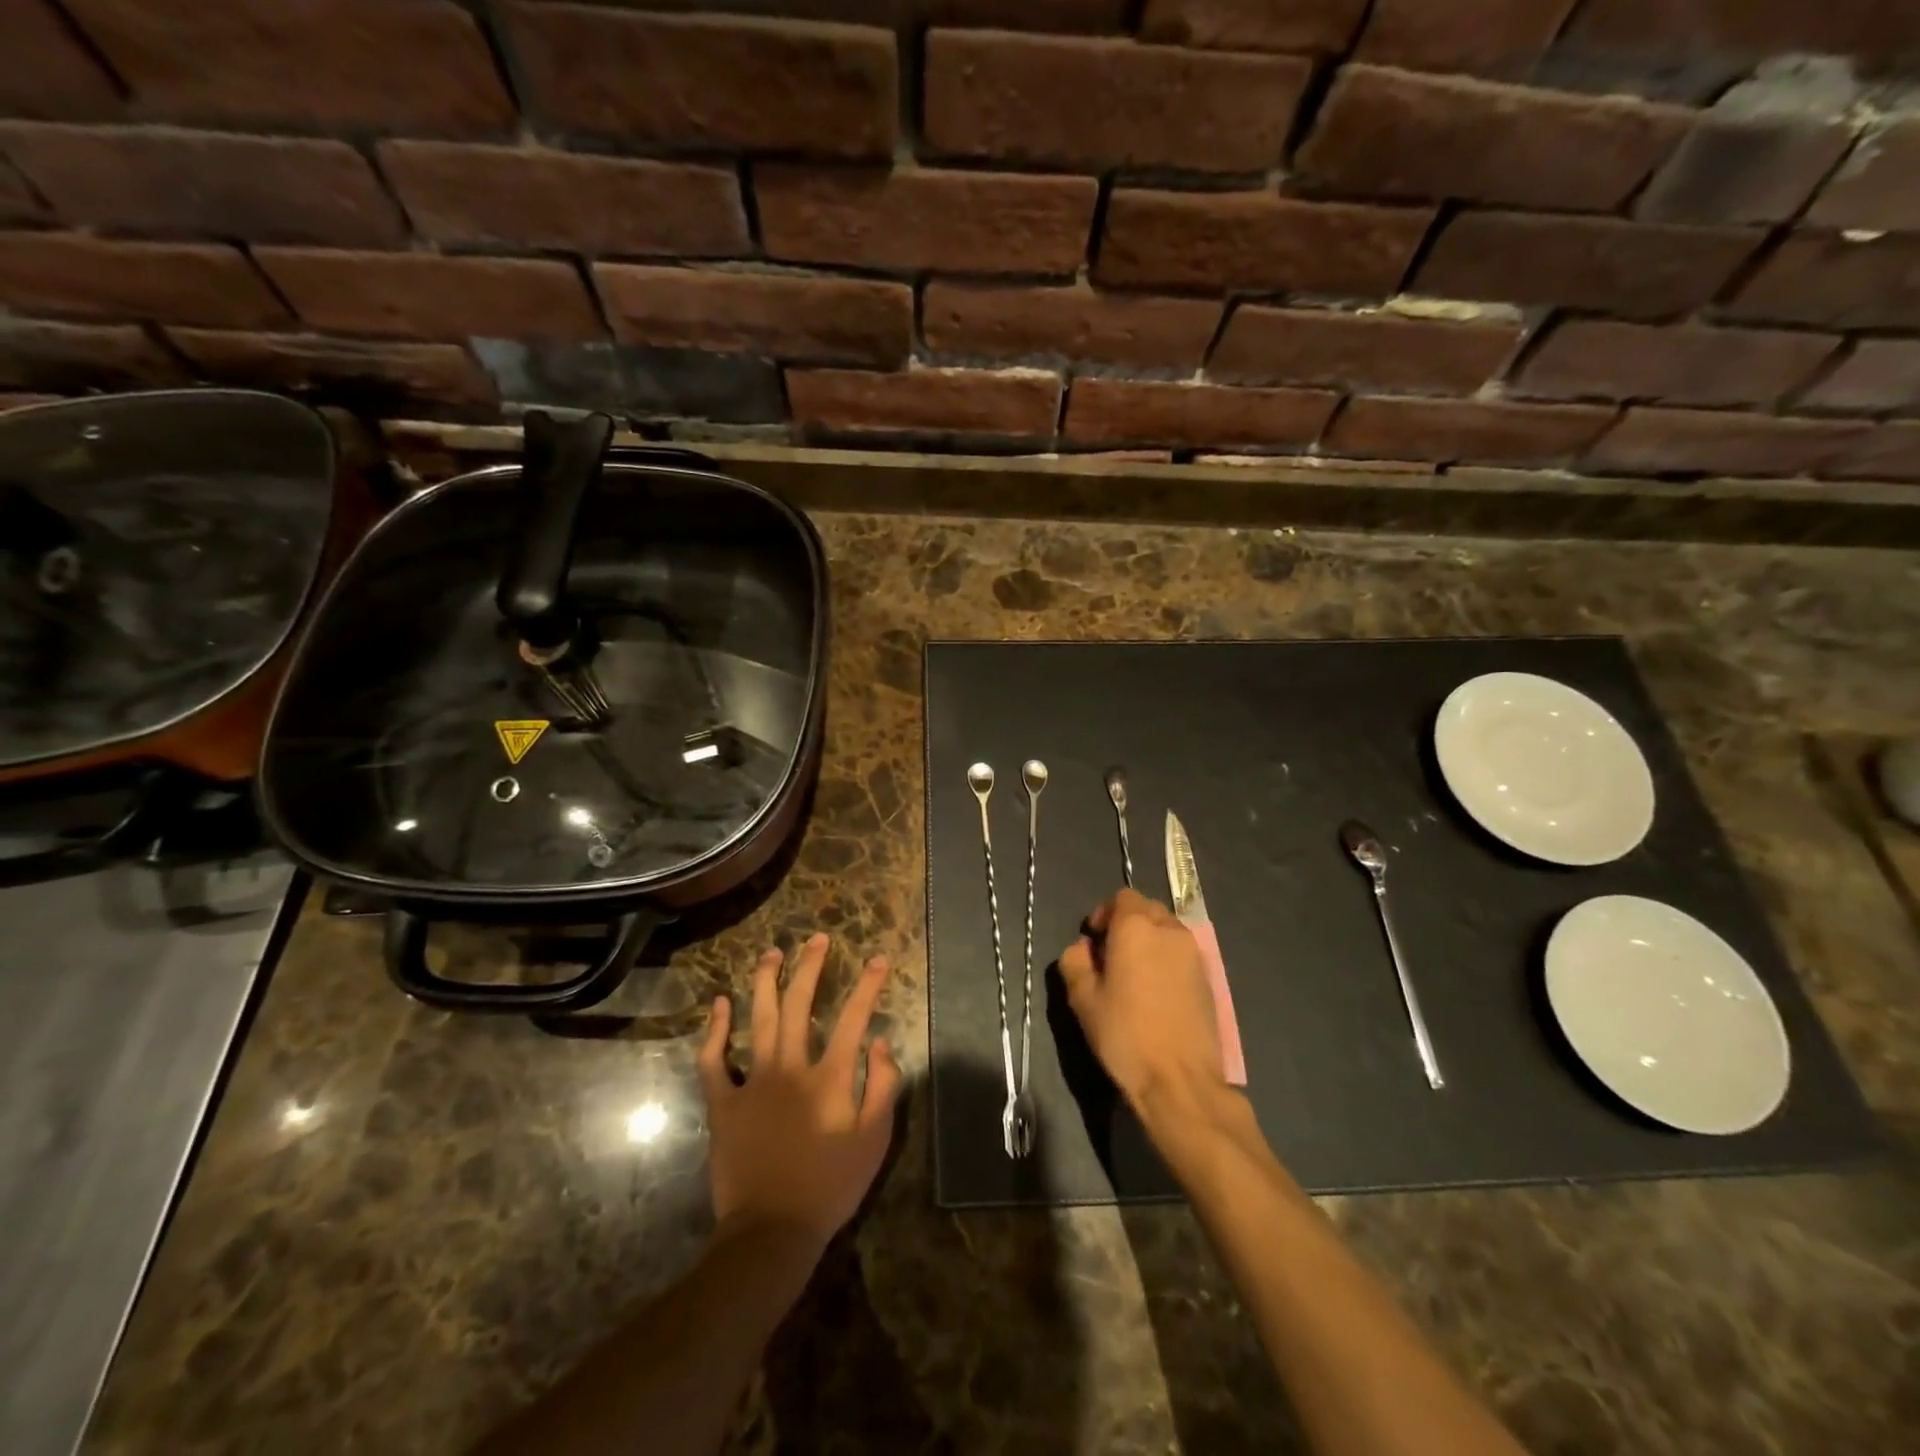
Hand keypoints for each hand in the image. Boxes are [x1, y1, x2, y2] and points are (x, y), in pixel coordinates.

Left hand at [697, 933, 900, 1253]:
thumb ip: (883, 1087)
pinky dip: (716, 1030)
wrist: (771, 1231)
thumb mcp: (874, 1141)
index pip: (854, 1019)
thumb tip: (881, 1042)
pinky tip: (720, 1004)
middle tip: (817, 939)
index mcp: (829, 1078)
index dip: (868, 986)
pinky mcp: (723, 1103)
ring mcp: (752, 1082)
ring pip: (758, 1019)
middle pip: (799, 1005)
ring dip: (765, 982)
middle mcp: (790, 1068)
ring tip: (772, 953)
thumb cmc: (830, 1187)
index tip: (878, 959)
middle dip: (810, 967)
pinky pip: (714, 1060)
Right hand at [1058, 888, 1225, 1112]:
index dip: (1104, 914)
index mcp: (1136, 927)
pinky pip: (1182, 952)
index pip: (1121, 898)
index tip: (1093, 941)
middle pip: (1146, 909)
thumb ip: (1075, 962)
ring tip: (1134, 975)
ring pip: (1167, 930)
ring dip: (1149, 940)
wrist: (1180, 1079)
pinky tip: (1156, 991)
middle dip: (1127, 924)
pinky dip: (1166, 959)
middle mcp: (1169, 930)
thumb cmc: (1125, 1034)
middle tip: (1111, 956)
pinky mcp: (1209, 977)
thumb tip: (1083, 949)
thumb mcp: (1082, 999)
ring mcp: (1194, 953)